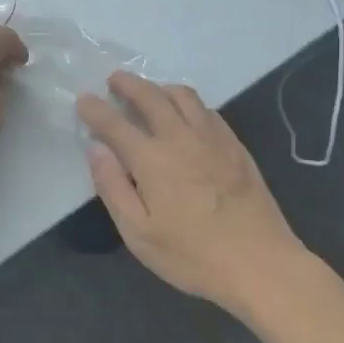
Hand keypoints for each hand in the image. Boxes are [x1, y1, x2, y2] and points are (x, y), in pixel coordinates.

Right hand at [76, 72, 306, 310]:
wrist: (260, 263)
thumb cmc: (192, 255)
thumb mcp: (138, 233)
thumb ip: (113, 186)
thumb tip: (96, 148)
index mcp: (151, 159)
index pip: (115, 123)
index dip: (95, 109)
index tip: (83, 99)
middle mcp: (180, 138)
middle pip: (150, 97)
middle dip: (128, 84)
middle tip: (114, 79)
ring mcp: (212, 138)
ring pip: (183, 96)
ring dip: (160, 87)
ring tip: (150, 91)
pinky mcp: (236, 146)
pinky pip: (207, 110)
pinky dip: (188, 102)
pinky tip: (186, 114)